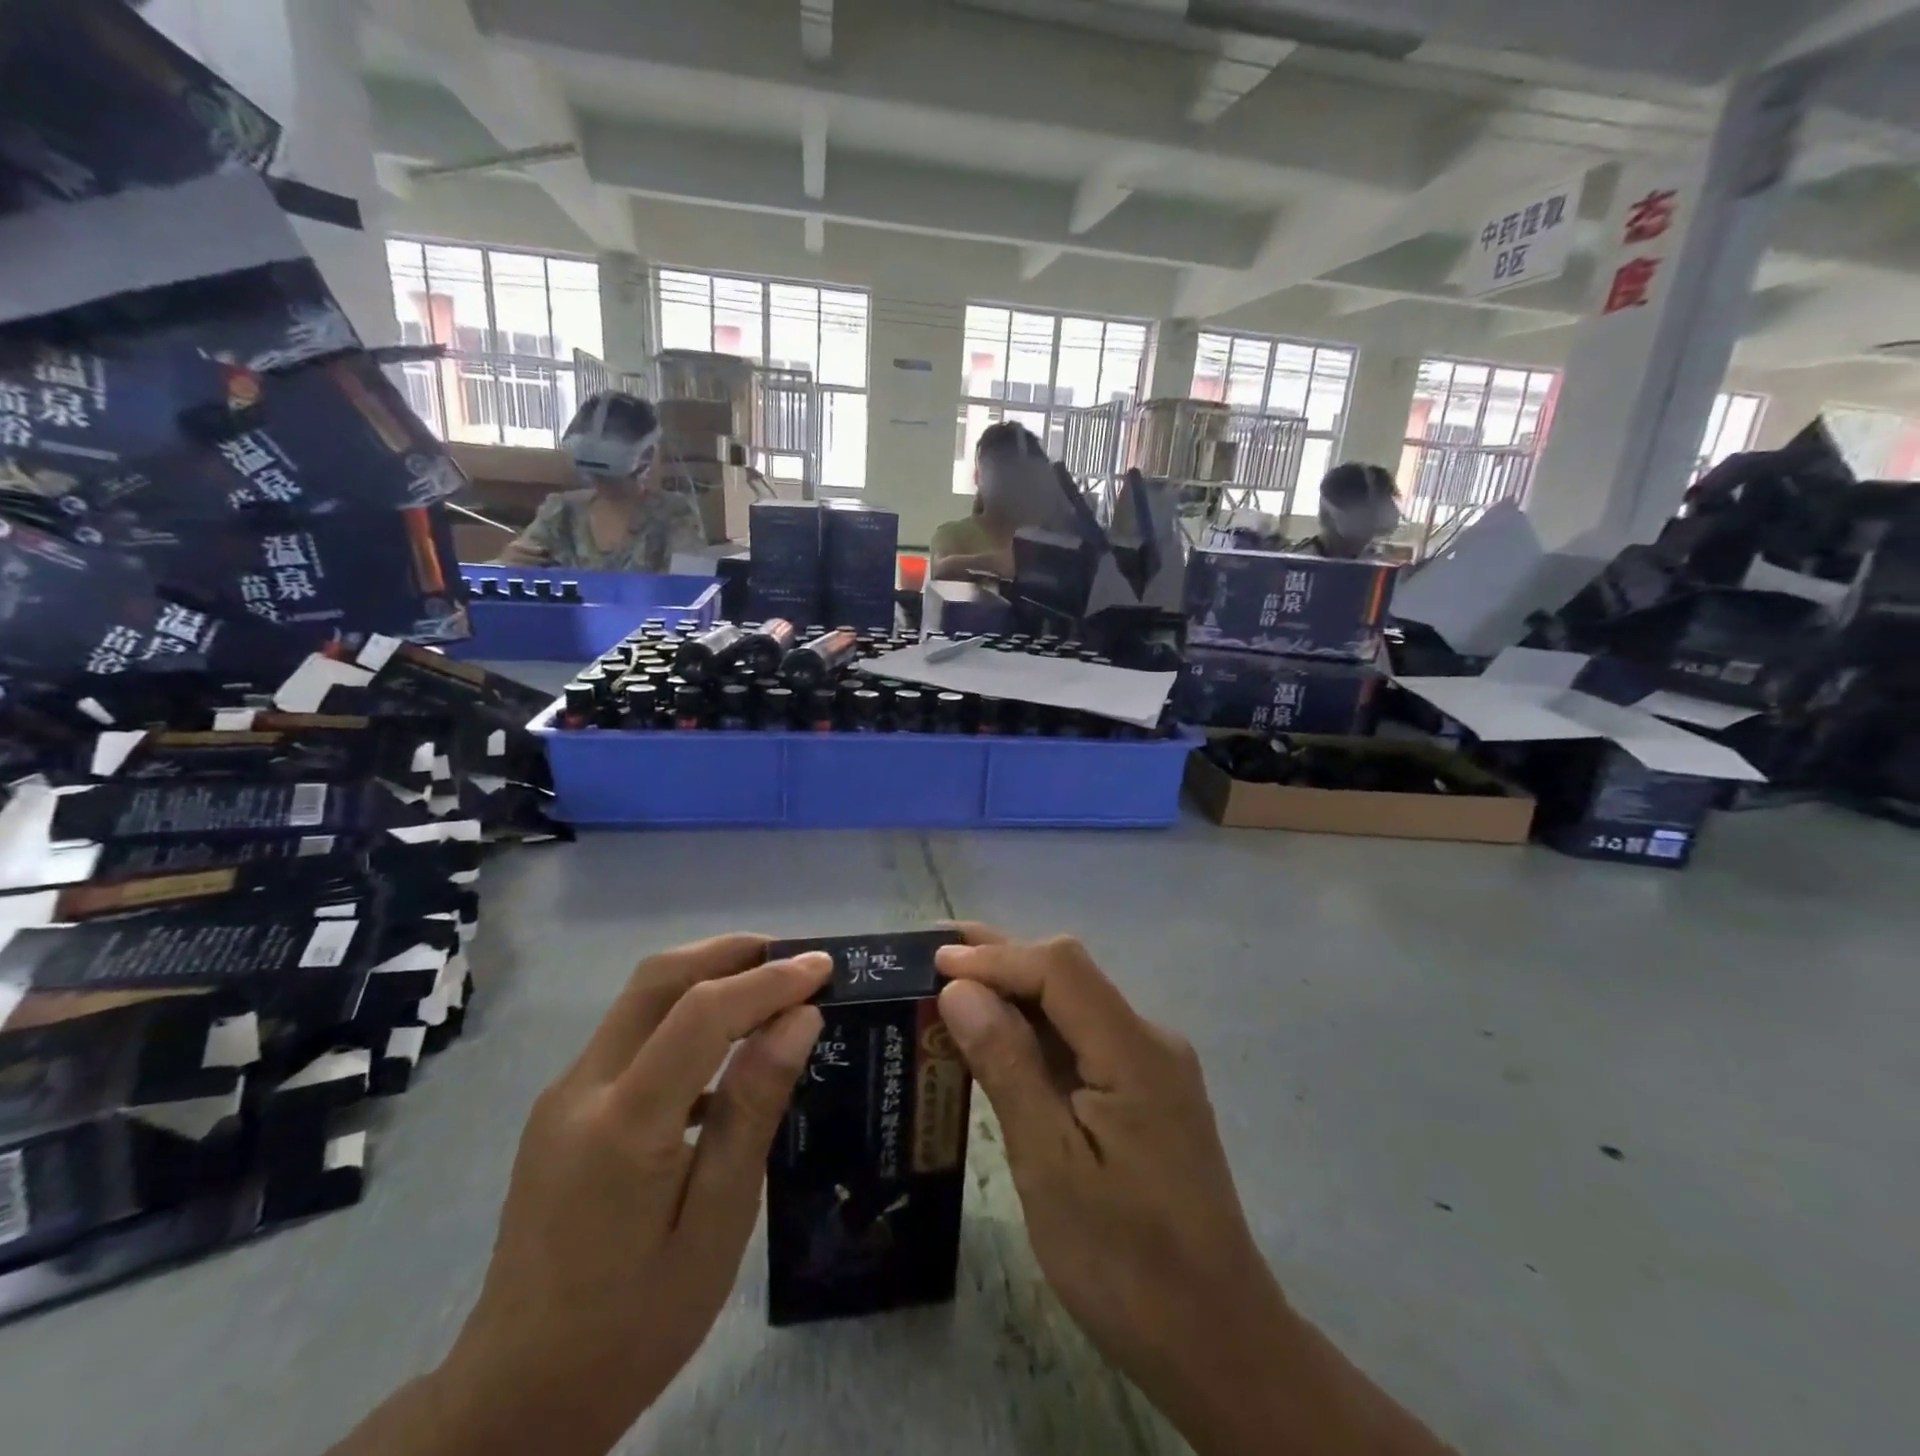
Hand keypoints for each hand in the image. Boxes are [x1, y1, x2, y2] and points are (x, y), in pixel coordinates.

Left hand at [428, 936, 831, 1454]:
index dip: (769, 980)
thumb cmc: (635, 1323)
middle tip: (794, 957)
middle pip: (658, 978)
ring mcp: (564, 1094)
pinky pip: (631, 1034)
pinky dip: (683, 1014)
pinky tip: (724, 1051)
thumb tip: (799, 1020)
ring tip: (770, 988)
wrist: (516, 1396)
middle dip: (731, 951)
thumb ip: (753, 1111)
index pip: (703, 1011)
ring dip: (707, 975)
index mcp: (623, 1124)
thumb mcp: (717, 1225)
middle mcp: (582, 1087)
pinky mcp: (562, 1108)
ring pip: (641, 998)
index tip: (824, 967)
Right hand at [933, 929, 1284, 1446]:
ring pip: (1076, 1005)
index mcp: (1134, 1051)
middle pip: (1070, 976)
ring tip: (954, 987)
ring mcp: (1153, 1067)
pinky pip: (1085, 1040)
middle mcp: (1150, 1041)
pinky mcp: (1147, 1094)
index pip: (1060, 968)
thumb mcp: (1050, 1167)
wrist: (1218, 1343)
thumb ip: (1008, 1067)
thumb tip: (960, 990)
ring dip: (1016, 993)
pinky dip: (1037, 1031)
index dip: (996, 956)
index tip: (934, 962)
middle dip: (1002, 959)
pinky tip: (1001, 1040)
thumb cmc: (1125, 1264)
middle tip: (935, 955)